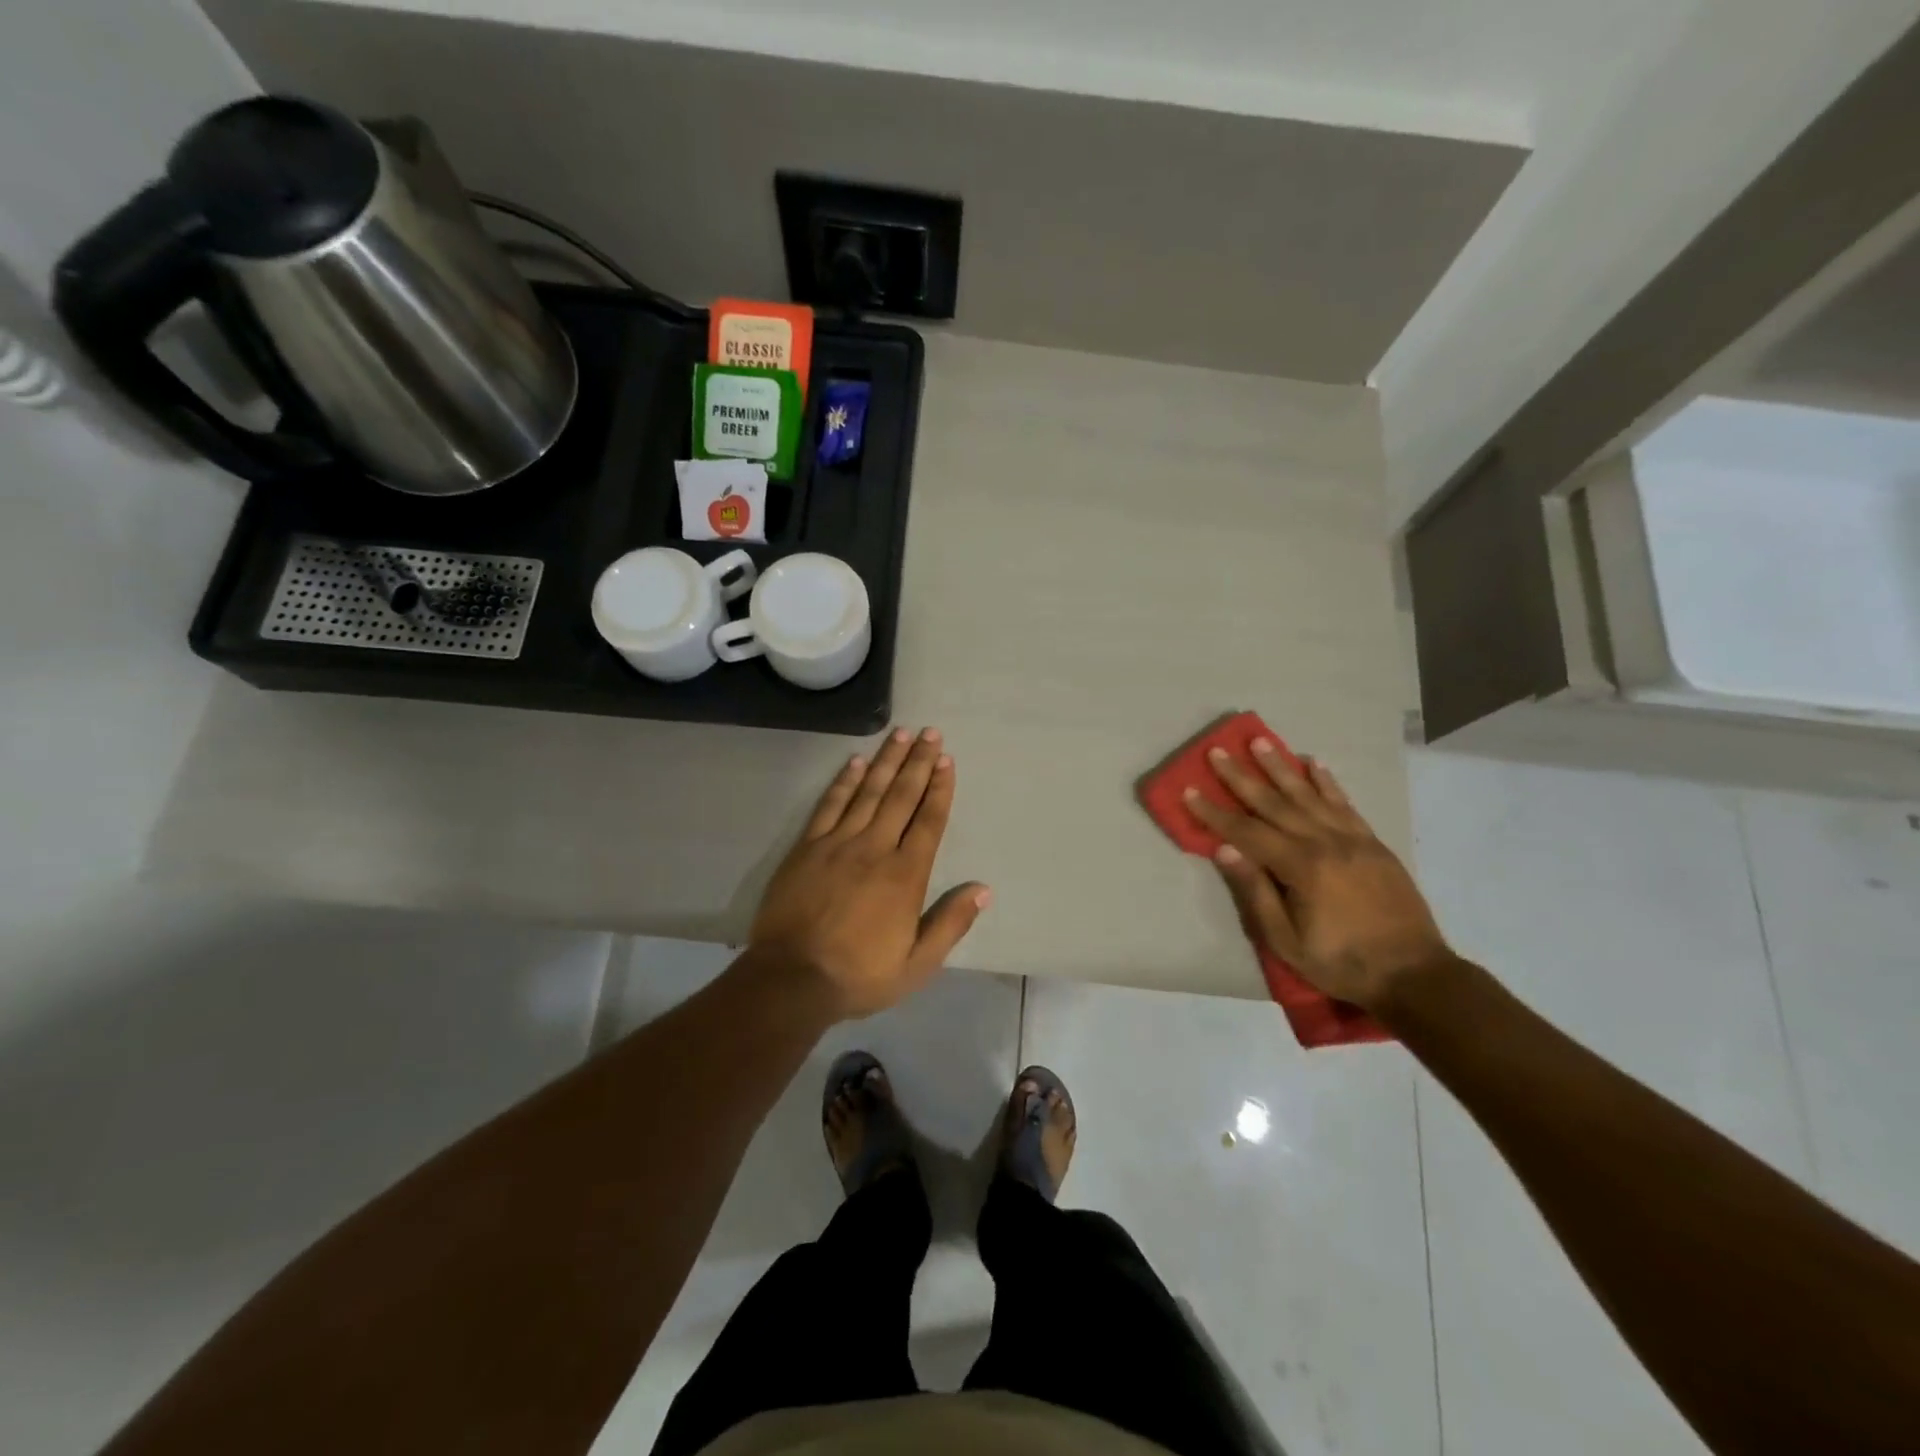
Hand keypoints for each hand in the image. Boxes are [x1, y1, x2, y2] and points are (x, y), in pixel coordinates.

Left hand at [750, 726, 989, 1019]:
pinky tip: (855, 762)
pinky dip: (844, 781)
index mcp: (905, 875)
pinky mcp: (807, 847)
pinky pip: (830, 805)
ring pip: (868, 792)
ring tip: (900, 733)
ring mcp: (838, 844)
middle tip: (930, 733)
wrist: (791, 979)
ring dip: (886, 761)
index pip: (928, 821)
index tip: (947, 761)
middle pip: (901, 796)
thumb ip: (950, 923)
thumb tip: (982, 889)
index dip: (939, 789)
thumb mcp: (917, 964)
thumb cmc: (859, 975)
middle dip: (918, 762)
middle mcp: (875, 849)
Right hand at [1184, 741, 1451, 1011]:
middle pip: (1275, 803)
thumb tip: (1224, 850)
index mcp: (1301, 867)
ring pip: (1309, 794)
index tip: (1189, 790)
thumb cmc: (1341, 963)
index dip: (1215, 813)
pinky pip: (1345, 804)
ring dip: (1281, 767)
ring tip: (1260, 742)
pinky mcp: (1373, 843)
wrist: (1414, 974)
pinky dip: (1327, 782)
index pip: (1246, 832)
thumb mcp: (1287, 941)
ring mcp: (1353, 839)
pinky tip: (1314, 764)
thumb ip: (1256, 893)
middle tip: (1218, 752)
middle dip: (1242, 777)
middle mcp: (1325, 843)